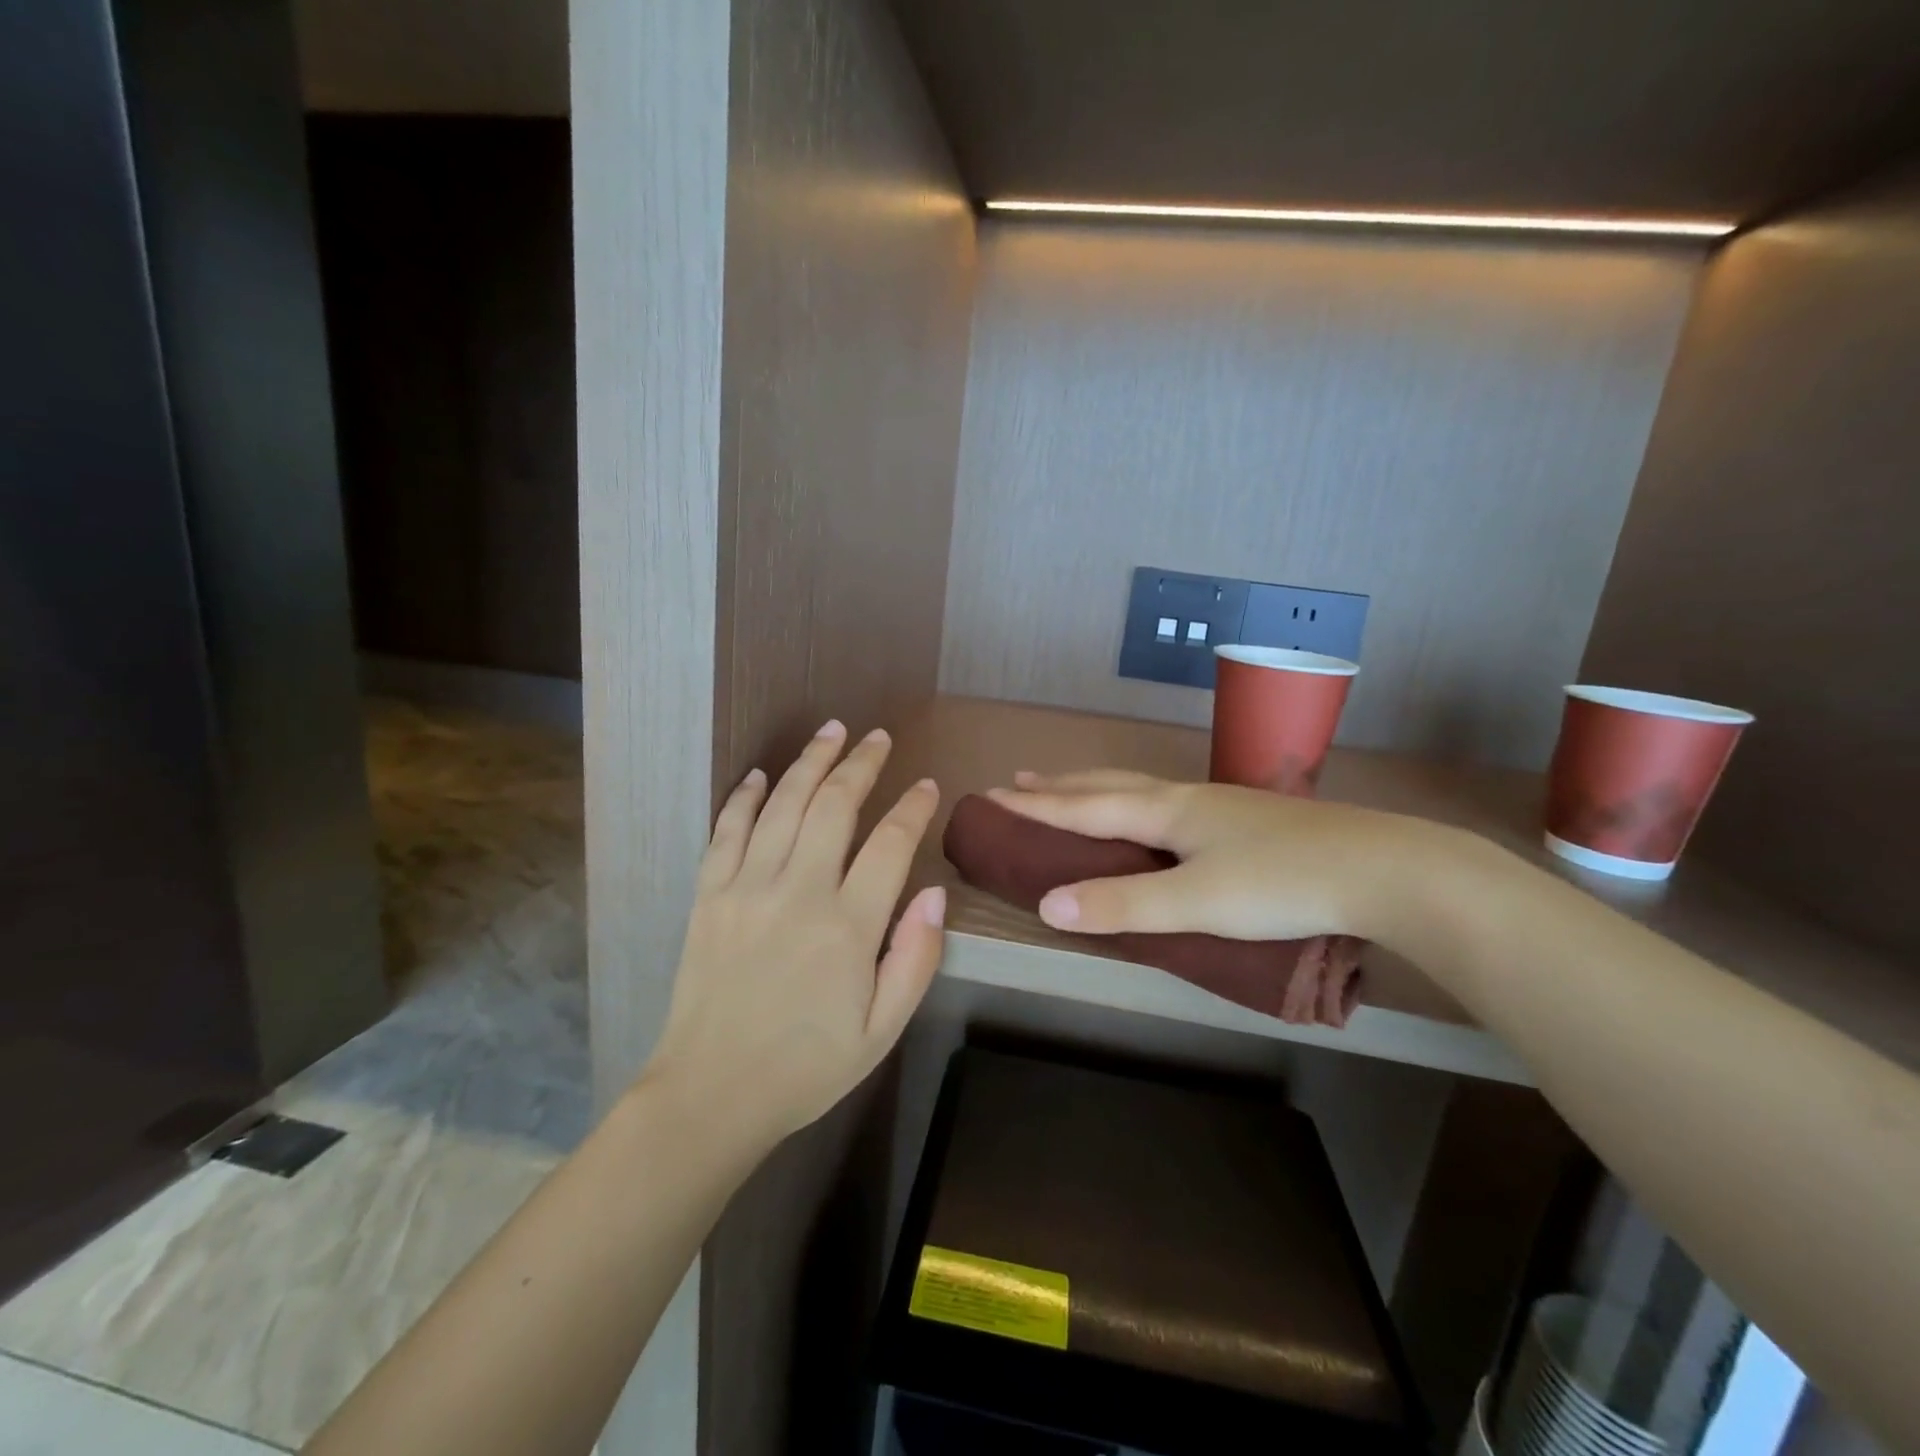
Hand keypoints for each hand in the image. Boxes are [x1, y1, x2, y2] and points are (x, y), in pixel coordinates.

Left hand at [643, 721, 945, 1152]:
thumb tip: (936, 894)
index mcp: (847, 926)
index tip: (926, 786)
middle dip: (861, 764)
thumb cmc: (807, 1066)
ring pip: (783, 804)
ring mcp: (746, 887)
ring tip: (831, 732)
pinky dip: (744, 796)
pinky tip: (759, 774)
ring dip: (810, 762)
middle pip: (834, 806)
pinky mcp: (708, 895)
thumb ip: (916, 959)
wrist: (711, 1093)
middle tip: (878, 737)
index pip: (890, 844)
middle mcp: (797, 891)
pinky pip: (727, 830)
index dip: (912, 808)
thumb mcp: (882, 1030)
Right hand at [989, 769, 1443, 946]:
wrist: (1384, 869)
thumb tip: (1045, 905)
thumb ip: (1122, 905)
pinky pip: (1168, 802)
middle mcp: (1186, 798)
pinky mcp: (1247, 820)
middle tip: (1020, 782)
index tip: (992, 797)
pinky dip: (1134, 802)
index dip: (1036, 807)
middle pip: (1108, 785)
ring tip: (1072, 789)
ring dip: (1096, 788)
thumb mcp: (1195, 902)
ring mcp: (1220, 805)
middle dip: (1060, 787)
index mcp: (1166, 811)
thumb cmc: (1282, 884)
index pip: (1084, 807)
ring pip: (1141, 788)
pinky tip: (1153, 815)